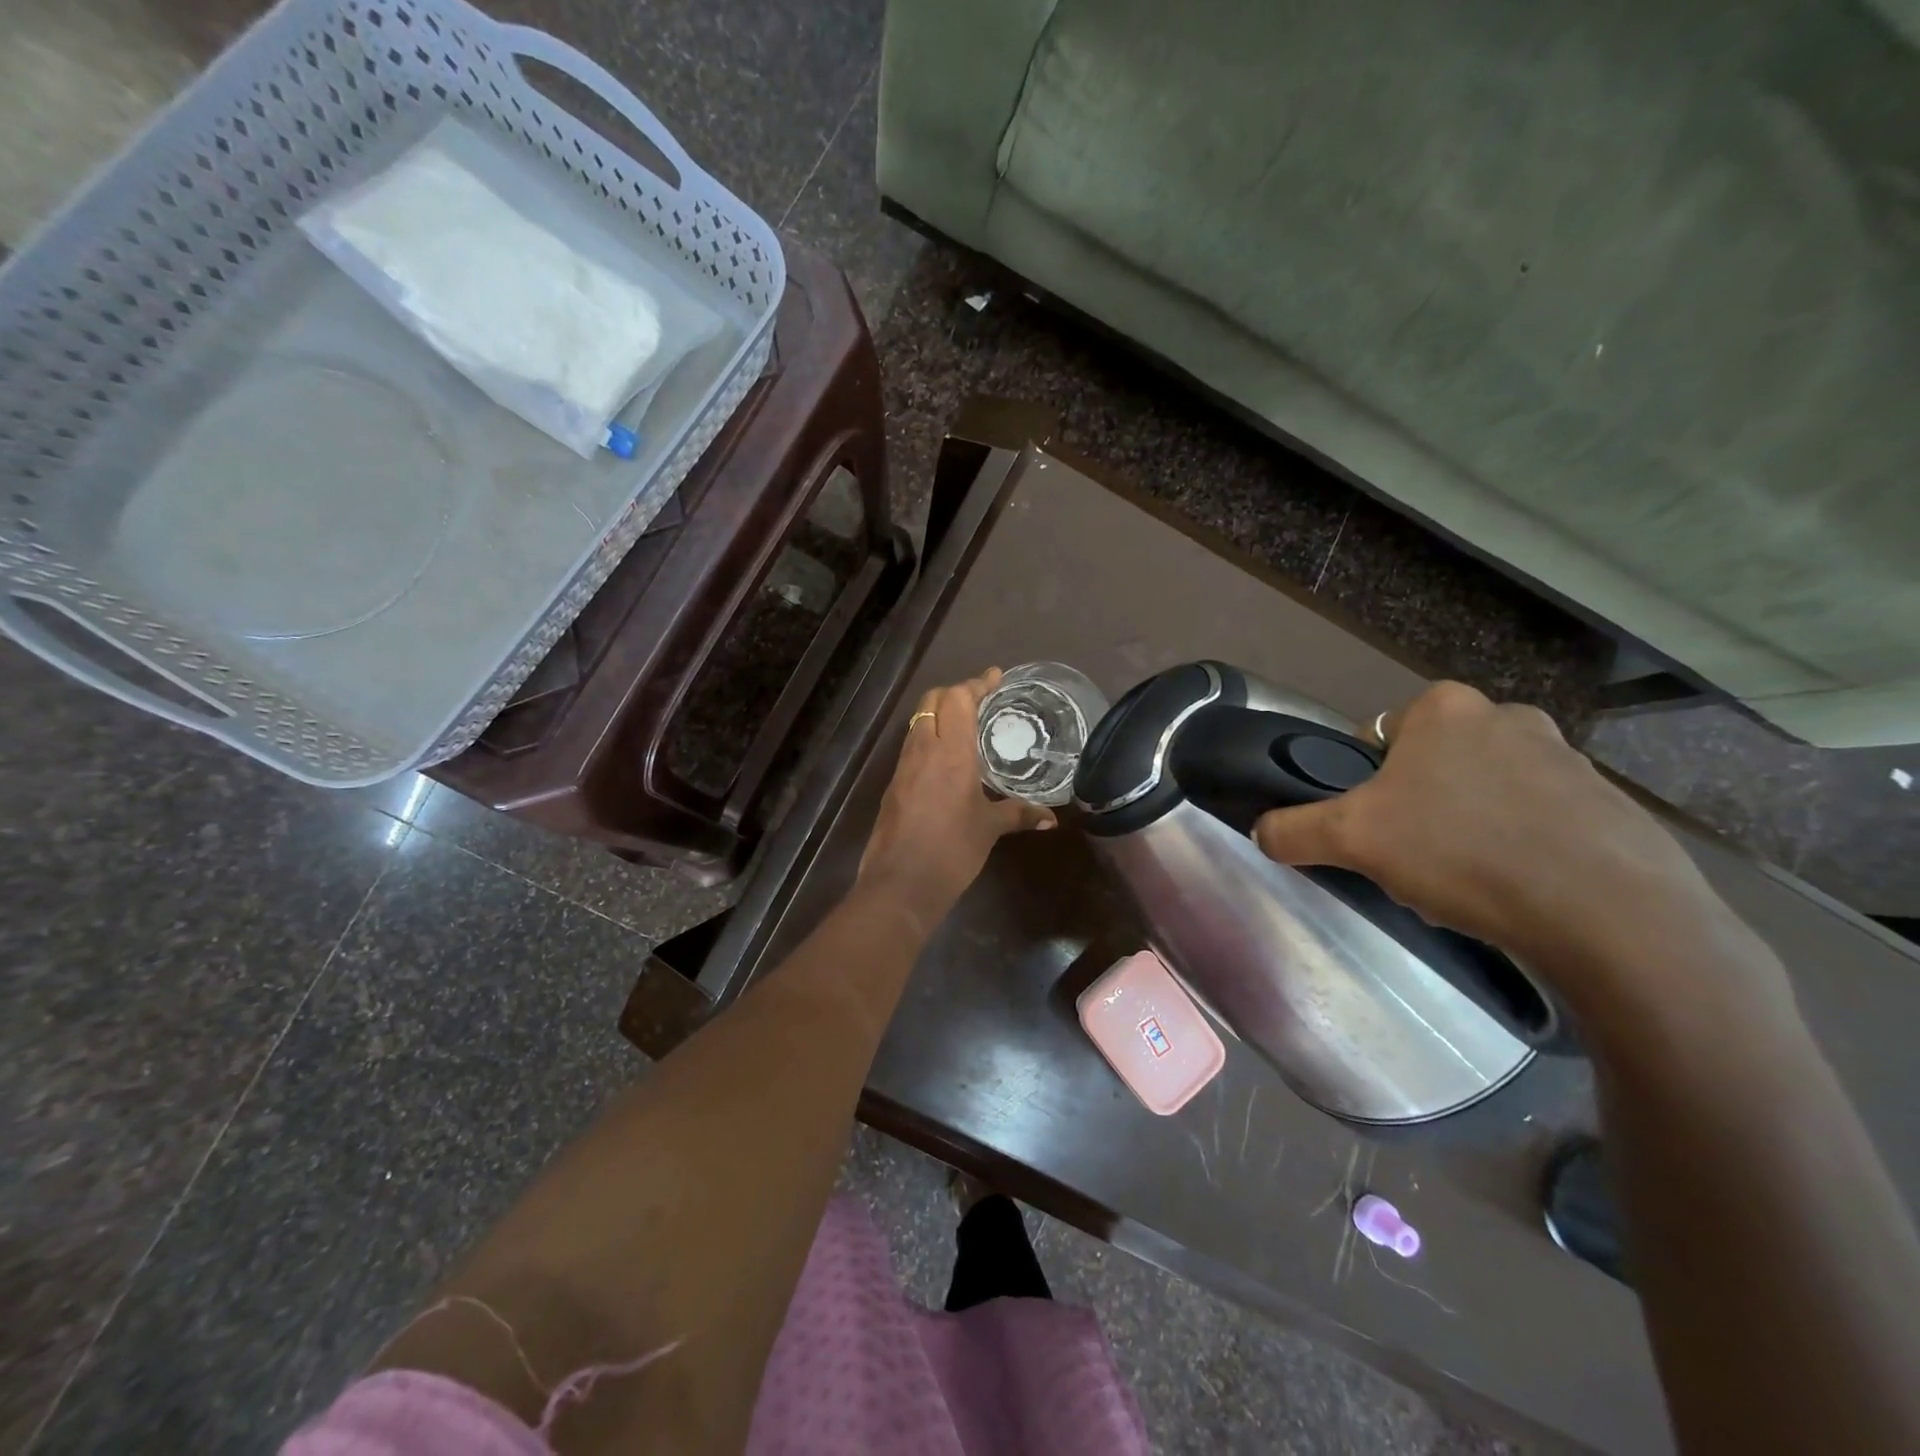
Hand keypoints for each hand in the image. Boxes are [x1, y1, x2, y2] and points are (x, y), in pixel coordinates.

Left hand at [858, 669, 1055, 922]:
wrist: (899, 883)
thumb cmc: (951, 850)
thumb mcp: (989, 829)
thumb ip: (1019, 814)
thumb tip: (1050, 818)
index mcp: (950, 752)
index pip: (958, 699)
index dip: (976, 684)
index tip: (995, 677)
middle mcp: (923, 749)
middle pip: (932, 701)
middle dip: (955, 693)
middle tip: (980, 700)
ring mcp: (903, 767)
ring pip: (918, 722)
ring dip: (939, 714)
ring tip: (966, 725)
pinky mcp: (893, 785)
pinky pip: (912, 746)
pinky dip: (929, 738)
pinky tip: (945, 759)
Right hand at [1251, 682, 1782, 1018]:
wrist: (1611, 915)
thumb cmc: (1464, 853)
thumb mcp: (1352, 840)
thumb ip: (1294, 829)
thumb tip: (1261, 832)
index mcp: (1445, 707)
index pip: (1377, 739)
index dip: (1364, 785)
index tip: (1374, 829)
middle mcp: (1508, 716)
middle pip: (1431, 765)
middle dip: (1417, 806)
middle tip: (1414, 858)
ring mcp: (1569, 757)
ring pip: (1485, 791)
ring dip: (1468, 826)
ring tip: (1467, 882)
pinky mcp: (1611, 804)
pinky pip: (1539, 819)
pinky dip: (1521, 846)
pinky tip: (1518, 890)